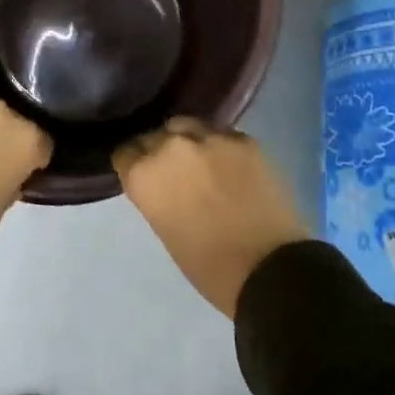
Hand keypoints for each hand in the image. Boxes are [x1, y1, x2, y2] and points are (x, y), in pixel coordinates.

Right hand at [114, 118, 310, 317]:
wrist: (269, 268)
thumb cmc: (208, 266)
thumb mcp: (165, 228)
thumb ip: (156, 193)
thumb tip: (162, 182)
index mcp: (145, 174)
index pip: (125, 153)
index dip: (134, 165)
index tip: (142, 175)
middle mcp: (171, 146)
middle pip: (155, 135)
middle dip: (159, 150)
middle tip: (173, 171)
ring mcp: (210, 137)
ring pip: (187, 126)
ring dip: (188, 141)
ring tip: (200, 160)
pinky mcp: (243, 138)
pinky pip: (221, 134)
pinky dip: (219, 146)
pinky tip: (229, 163)